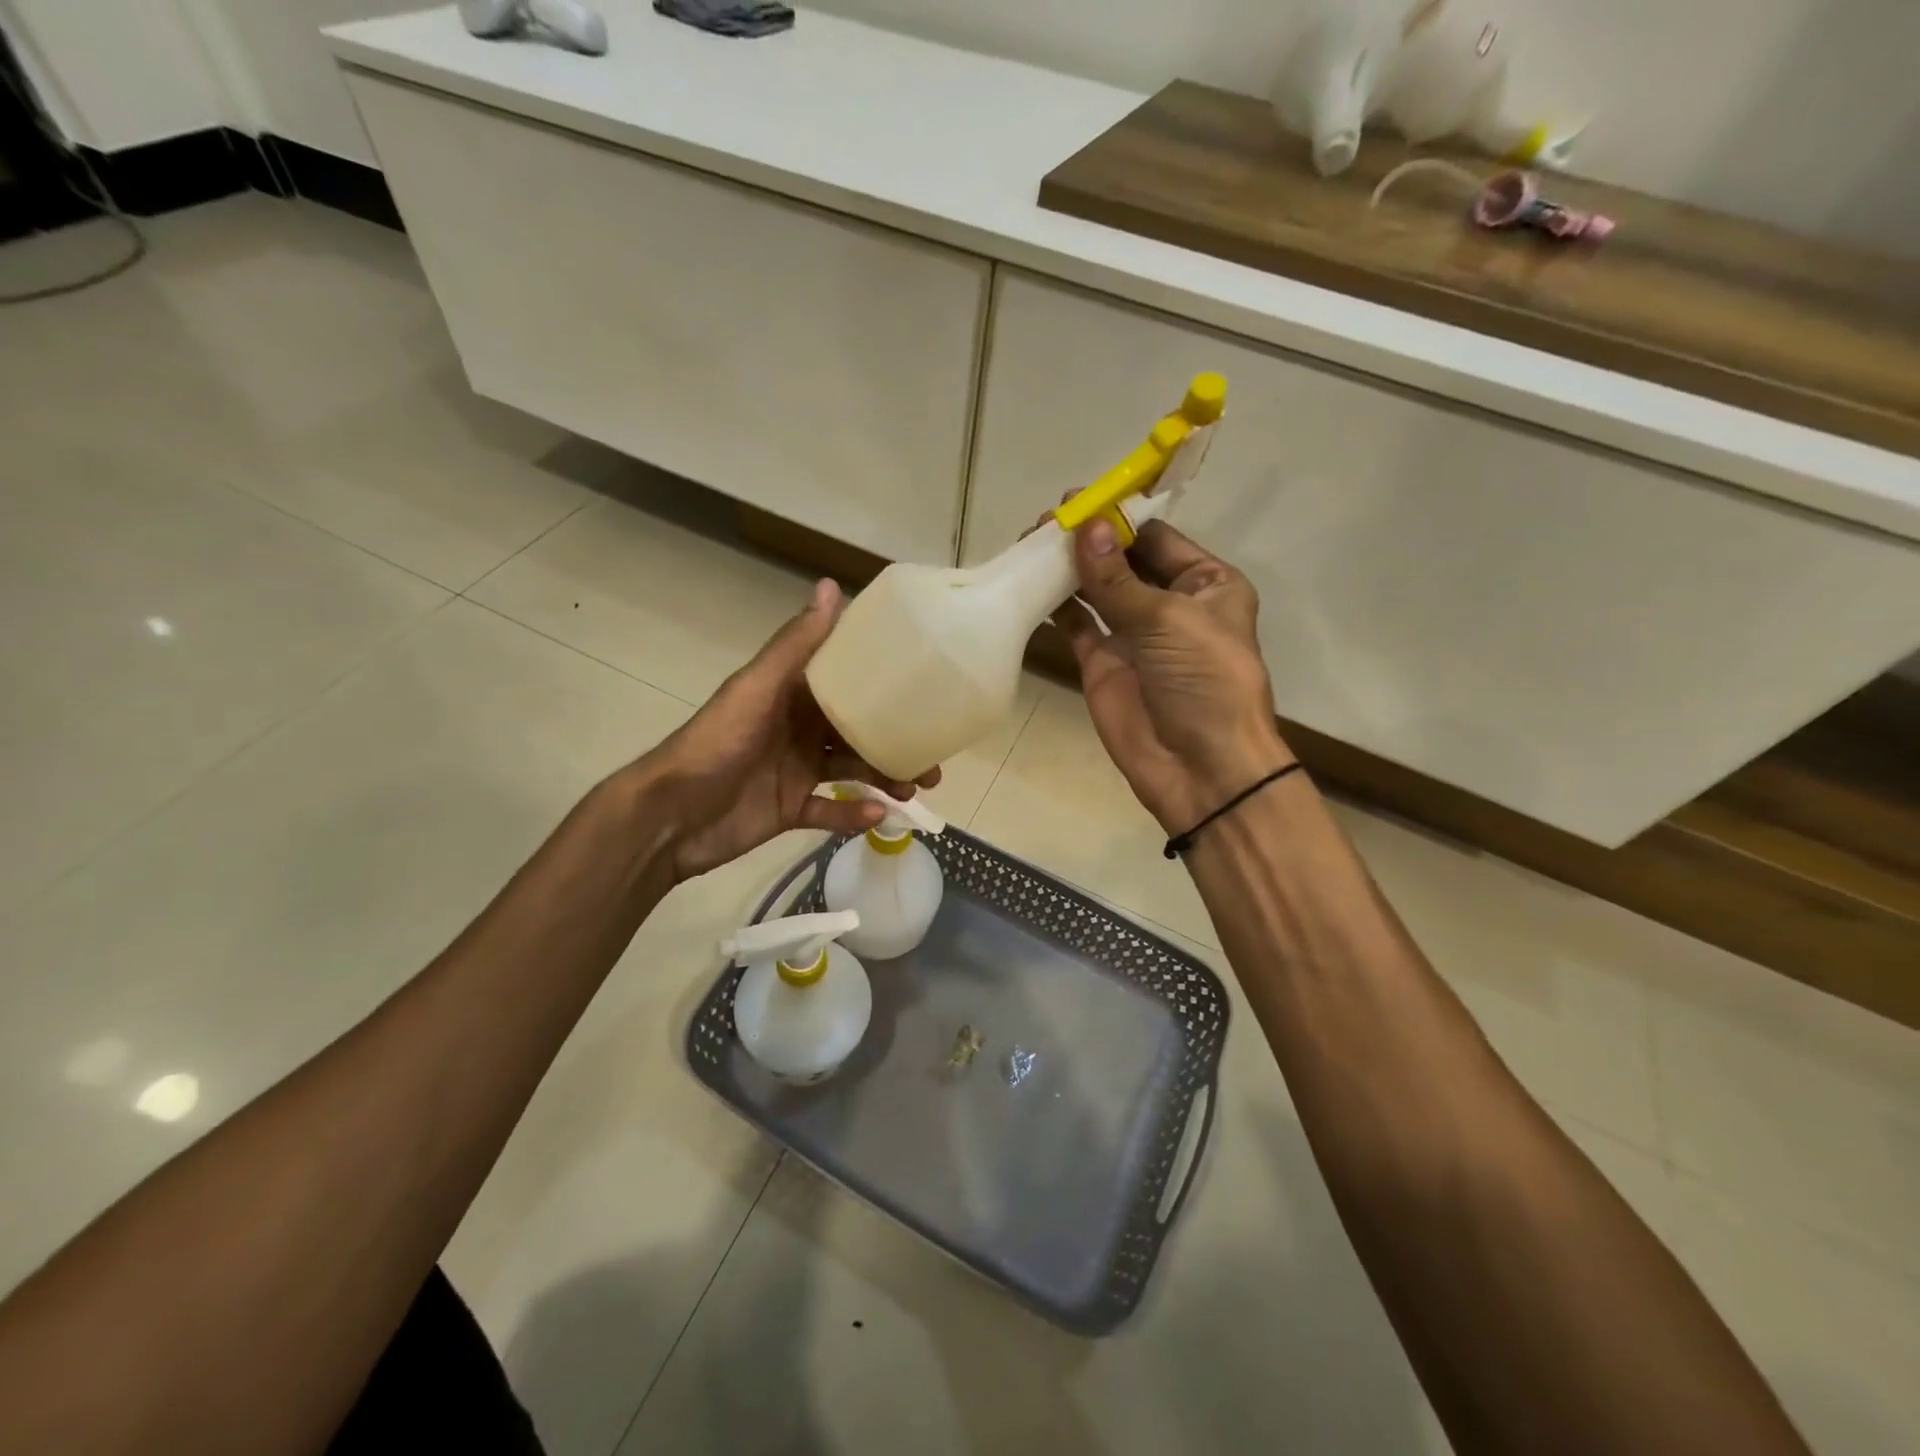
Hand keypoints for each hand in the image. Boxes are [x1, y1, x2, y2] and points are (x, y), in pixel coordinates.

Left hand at [637, 578, 938, 881]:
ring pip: (852, 770)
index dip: (883, 684)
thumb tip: (832, 584)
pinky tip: (878, 815)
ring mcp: (794, 770)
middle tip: (932, 757)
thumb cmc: (715, 745)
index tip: (924, 689)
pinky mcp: (790, 809)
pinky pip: (831, 810)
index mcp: (792, 694)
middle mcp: (798, 728)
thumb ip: (796, 645)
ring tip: (915, 788)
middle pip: (857, 731)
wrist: (669, 817)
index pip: (845, 681)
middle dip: (894, 741)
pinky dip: (853, 814)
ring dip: (884, 777)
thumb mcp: (757, 689)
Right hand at [1056, 519, 1290, 832]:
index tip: (1077, 501)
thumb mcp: (1168, 620)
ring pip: (1096, 589)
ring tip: (1029, 544)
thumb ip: (1118, 577)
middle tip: (1044, 522)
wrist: (1200, 768)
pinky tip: (1030, 584)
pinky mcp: (1103, 663)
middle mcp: (1169, 603)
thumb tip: (1083, 527)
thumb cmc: (1204, 681)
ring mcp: (1133, 634)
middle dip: (1087, 540)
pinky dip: (1055, 605)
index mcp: (1205, 584)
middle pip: (1122, 559)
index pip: (1156, 538)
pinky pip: (1077, 624)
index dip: (1118, 518)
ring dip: (1067, 568)